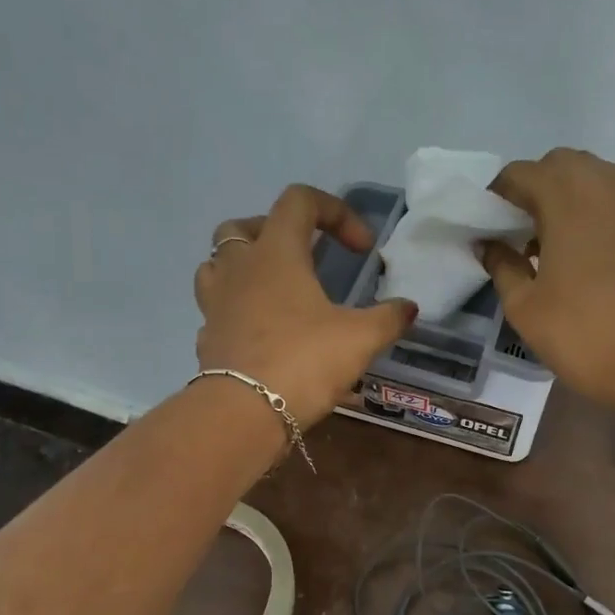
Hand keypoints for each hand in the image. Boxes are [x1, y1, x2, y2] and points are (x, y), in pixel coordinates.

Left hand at [195, 185, 416, 430]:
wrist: (242, 414)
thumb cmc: (304, 361)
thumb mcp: (360, 338)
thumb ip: (388, 318)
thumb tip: (408, 308)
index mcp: (276, 253)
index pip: (299, 200)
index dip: (336, 212)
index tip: (362, 249)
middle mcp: (238, 268)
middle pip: (243, 226)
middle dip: (276, 232)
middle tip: (304, 257)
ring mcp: (214, 303)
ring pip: (217, 264)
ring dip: (244, 267)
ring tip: (274, 289)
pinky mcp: (206, 337)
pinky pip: (217, 309)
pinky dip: (237, 311)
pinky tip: (261, 333)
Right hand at [481, 149, 614, 413]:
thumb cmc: (583, 336)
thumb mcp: (525, 308)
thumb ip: (502, 266)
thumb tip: (489, 244)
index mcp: (567, 201)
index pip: (523, 172)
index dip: (501, 192)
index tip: (493, 222)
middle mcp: (611, 189)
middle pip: (567, 163)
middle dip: (541, 185)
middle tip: (529, 228)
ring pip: (605, 180)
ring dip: (579, 198)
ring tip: (568, 243)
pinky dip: (611, 220)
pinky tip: (608, 261)